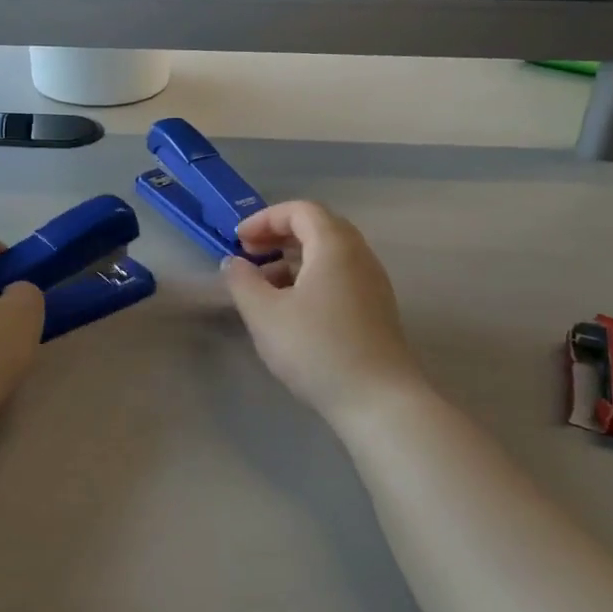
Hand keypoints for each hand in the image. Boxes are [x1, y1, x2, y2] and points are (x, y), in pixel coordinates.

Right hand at [221, 202, 426, 421]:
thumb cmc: (316, 348)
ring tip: (264, 285)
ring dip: (293, 259)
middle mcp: (359, 256)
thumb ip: (242, 281)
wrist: (378, 401)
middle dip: (279, 236)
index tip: (238, 241)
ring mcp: (372, 284)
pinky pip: (339, 277)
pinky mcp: (376, 310)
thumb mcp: (264, 314)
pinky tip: (291, 309)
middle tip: (250, 255)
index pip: (301, 210)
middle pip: (318, 228)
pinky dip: (311, 278)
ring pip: (329, 255)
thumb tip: (234, 263)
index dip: (265, 218)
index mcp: (335, 246)